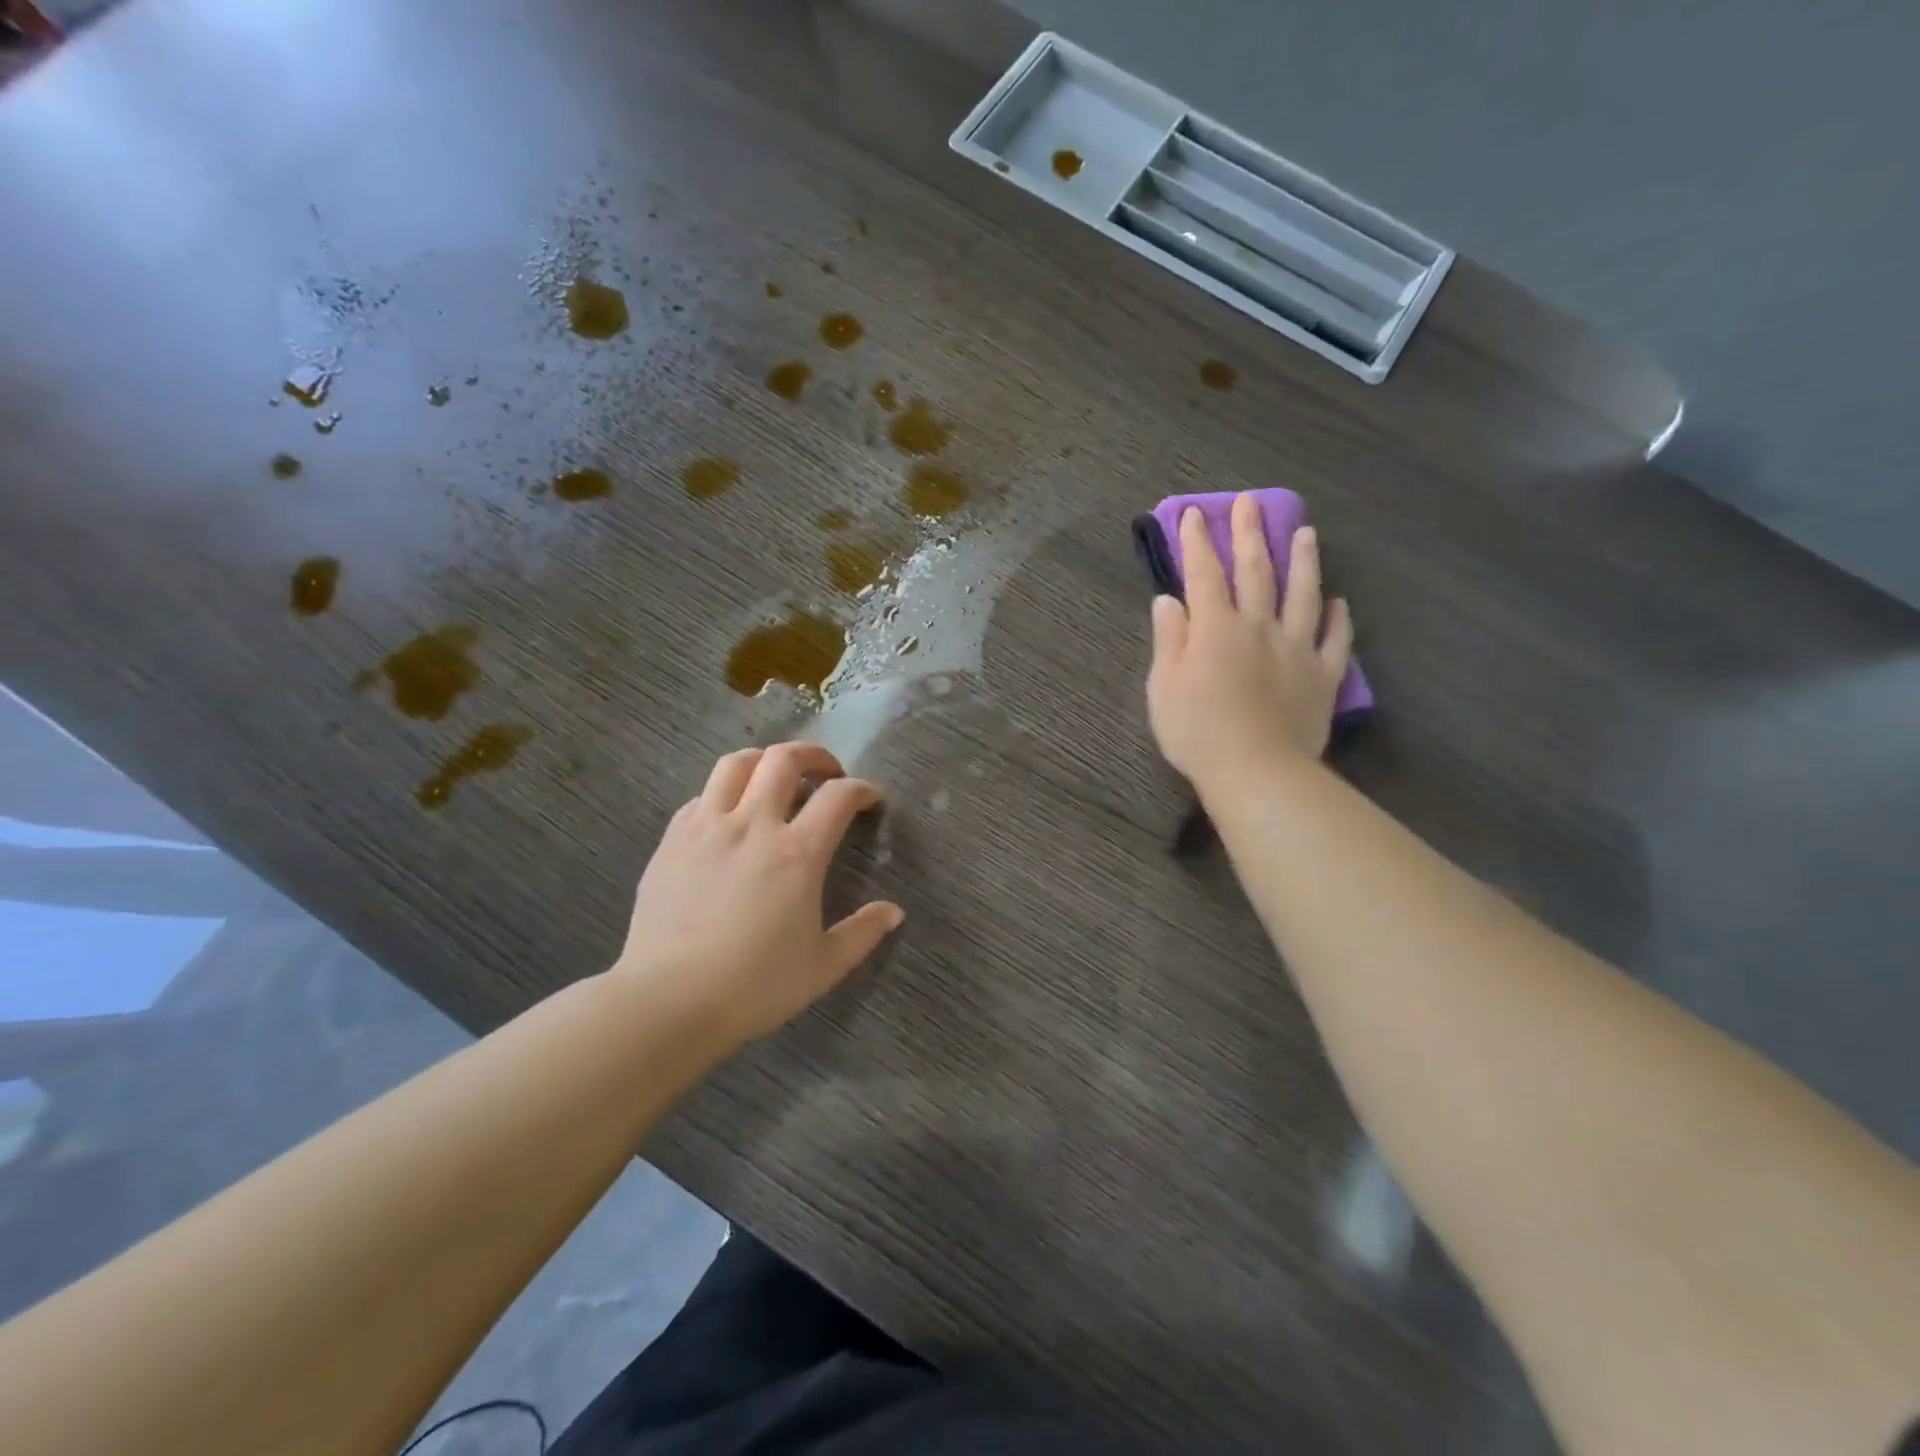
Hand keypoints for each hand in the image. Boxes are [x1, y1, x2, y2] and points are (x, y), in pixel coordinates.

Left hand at [614, 743, 902, 1045]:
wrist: (668, 1002)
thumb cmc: (754, 986)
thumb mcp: (823, 966)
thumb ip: (863, 933)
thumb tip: (893, 911)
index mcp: (797, 853)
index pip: (838, 796)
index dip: (861, 789)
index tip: (870, 799)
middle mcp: (753, 825)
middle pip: (784, 759)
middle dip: (814, 755)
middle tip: (827, 773)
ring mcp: (706, 827)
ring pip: (736, 763)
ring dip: (764, 761)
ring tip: (775, 778)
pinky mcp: (671, 840)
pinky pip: (701, 795)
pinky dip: (724, 793)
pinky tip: (729, 817)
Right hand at [1147, 495, 1353, 790]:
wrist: (1256, 771)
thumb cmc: (1198, 731)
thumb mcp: (1164, 686)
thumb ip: (1169, 639)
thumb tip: (1169, 599)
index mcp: (1216, 628)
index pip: (1205, 574)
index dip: (1198, 542)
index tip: (1194, 514)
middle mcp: (1259, 627)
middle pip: (1256, 572)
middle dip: (1250, 534)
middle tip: (1251, 502)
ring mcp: (1297, 649)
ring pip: (1303, 595)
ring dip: (1303, 561)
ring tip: (1307, 532)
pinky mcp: (1323, 676)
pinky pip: (1334, 640)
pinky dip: (1338, 618)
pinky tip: (1339, 602)